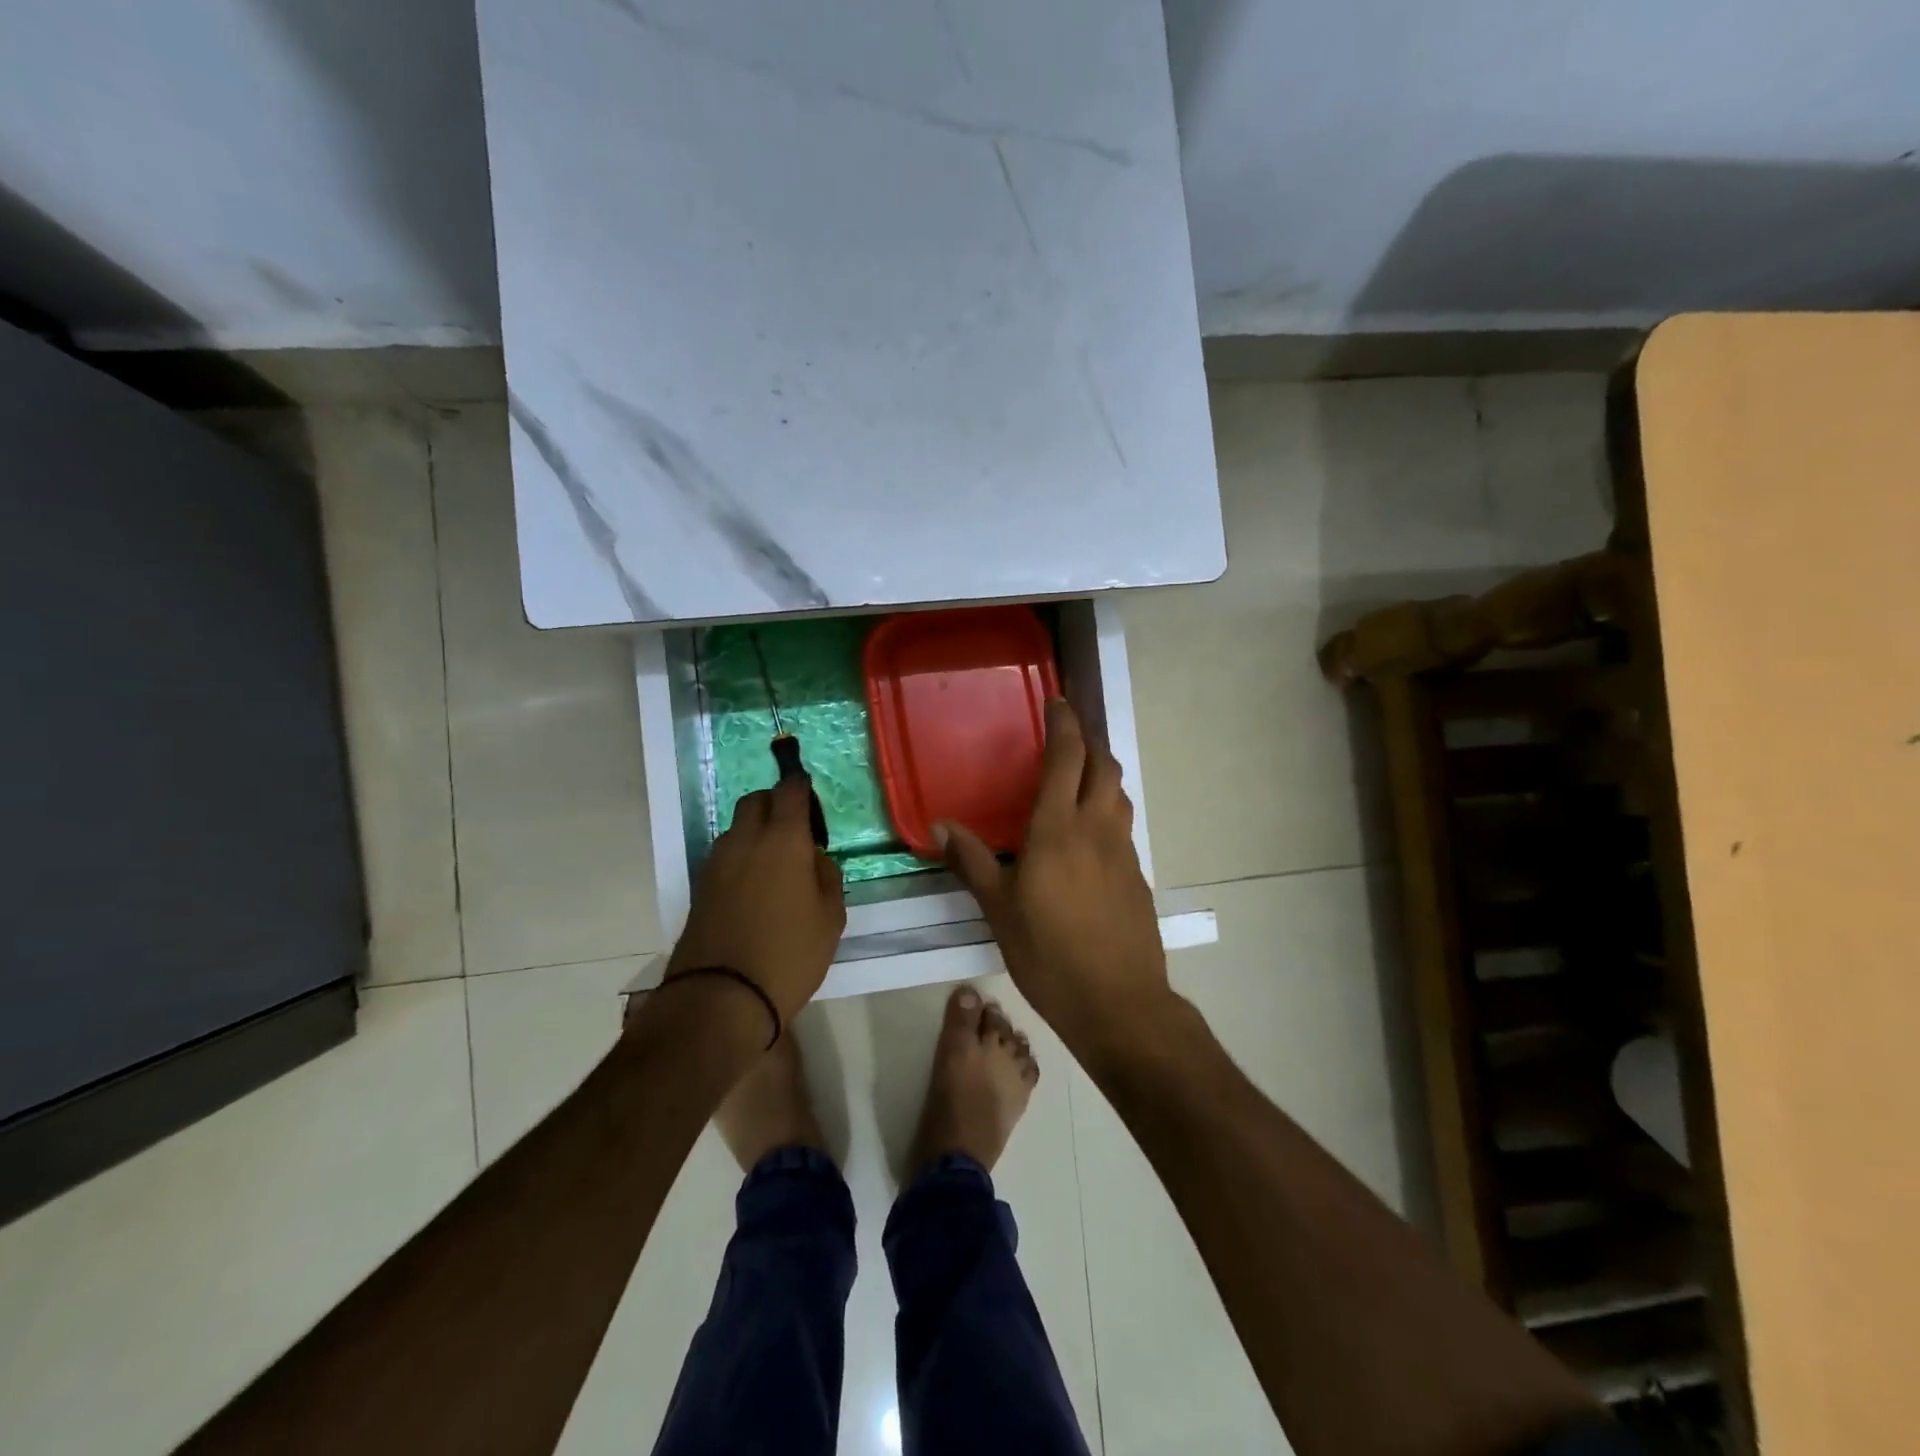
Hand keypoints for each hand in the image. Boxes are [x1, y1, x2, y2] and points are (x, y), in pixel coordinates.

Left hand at [667, 776, 845, 1023]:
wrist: (722, 996)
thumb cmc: (789, 954)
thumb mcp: (830, 917)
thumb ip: (826, 876)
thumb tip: (813, 858)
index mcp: (784, 840)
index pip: (789, 790)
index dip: (801, 785)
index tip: (810, 795)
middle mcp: (746, 840)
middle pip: (756, 800)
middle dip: (775, 803)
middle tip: (796, 830)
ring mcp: (718, 862)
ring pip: (737, 827)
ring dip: (755, 830)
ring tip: (775, 862)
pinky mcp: (701, 886)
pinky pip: (725, 854)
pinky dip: (741, 855)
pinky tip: (755, 885)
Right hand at [938, 699, 1169, 1057]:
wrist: (1118, 1002)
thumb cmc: (1049, 954)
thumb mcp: (999, 909)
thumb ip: (972, 862)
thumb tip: (940, 825)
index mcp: (1059, 829)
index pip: (1067, 758)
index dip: (1064, 724)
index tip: (1057, 702)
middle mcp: (1097, 828)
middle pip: (1103, 766)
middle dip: (1089, 741)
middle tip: (1067, 736)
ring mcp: (1123, 852)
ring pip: (1119, 794)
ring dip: (1102, 773)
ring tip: (1079, 776)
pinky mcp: (1137, 876)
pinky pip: (1122, 825)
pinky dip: (1108, 809)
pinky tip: (1090, 833)